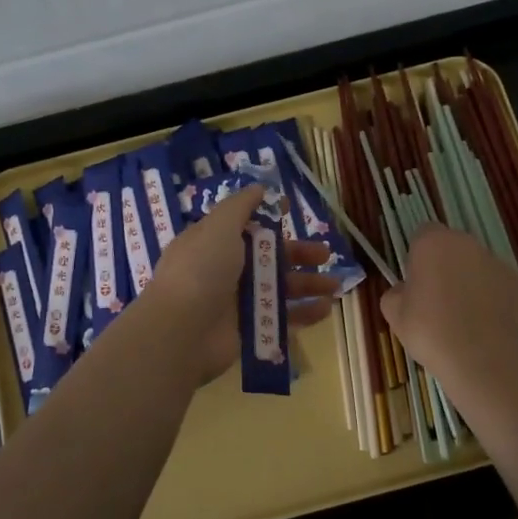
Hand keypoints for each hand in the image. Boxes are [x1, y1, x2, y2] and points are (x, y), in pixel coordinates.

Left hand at [139, 184, 341, 386]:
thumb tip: (258, 188)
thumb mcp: (219, 227)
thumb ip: (240, 206)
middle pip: (268, 258)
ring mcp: (236, 302)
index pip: (244, 225)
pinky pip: (281, 319)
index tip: (292, 209)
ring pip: (279, 289)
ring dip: (307, 285)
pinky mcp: (248, 330)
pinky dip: (303, 314)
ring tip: (335, 285)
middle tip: (325, 254)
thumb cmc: (201, 270)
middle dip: (298, 254)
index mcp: (213, 243)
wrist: (182, 331)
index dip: (268, 217)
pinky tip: (325, 309)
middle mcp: (224, 270)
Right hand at [379, 225, 517, 404]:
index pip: (422, 235)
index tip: (416, 282)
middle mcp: (467, 244)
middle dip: (446, 268)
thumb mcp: (395, 315)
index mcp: (433, 243)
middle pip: (453, 249)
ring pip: (478, 267)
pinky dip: (493, 302)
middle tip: (437, 302)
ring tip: (464, 320)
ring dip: (470, 284)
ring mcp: (498, 263)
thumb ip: (396, 294)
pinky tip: (486, 329)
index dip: (418, 257)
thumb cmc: (431, 331)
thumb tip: (405, 291)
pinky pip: (500, 288)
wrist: (484, 359)